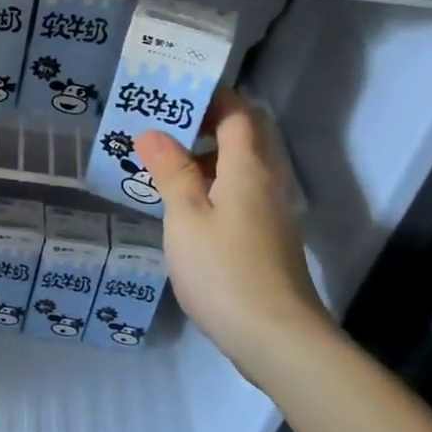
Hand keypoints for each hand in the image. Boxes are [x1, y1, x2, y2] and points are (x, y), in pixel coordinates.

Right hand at [136, 94, 336, 388]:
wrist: (278, 340)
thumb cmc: (225, 270)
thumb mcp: (186, 217)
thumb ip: (171, 172)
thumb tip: (153, 132)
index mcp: (248, 169)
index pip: (237, 114)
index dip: (211, 97)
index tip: (173, 91)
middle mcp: (266, 185)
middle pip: (240, 140)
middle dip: (201, 128)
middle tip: (156, 128)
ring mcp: (269, 216)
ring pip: (236, 172)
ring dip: (202, 162)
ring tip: (158, 167)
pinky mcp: (265, 243)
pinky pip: (236, 198)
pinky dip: (209, 191)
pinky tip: (181, 210)